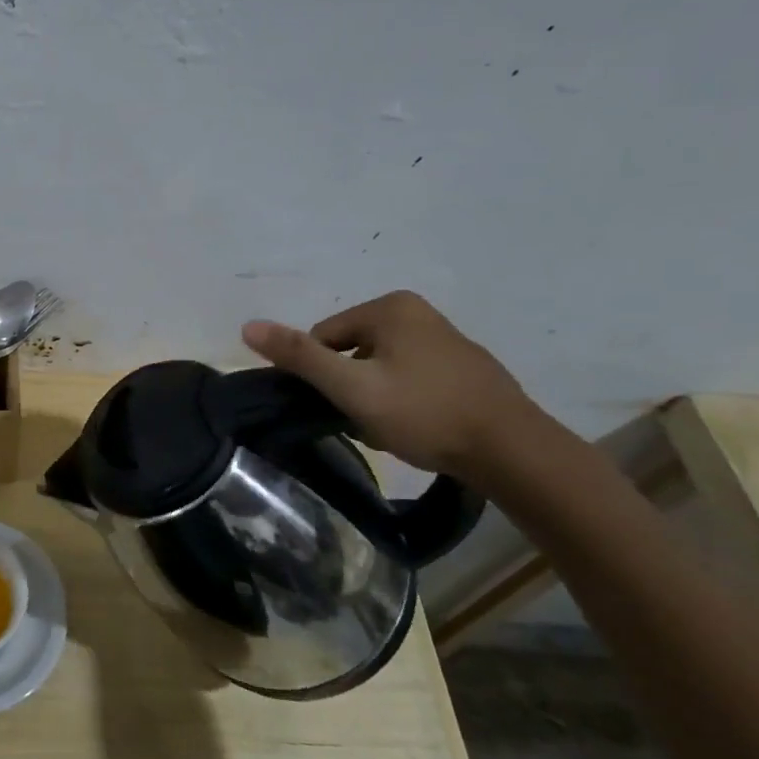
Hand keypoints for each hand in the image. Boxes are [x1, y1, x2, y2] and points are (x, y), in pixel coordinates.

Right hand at [242, 290, 542, 479]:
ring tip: (391, 428)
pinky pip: (410, 376)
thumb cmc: (424, 413)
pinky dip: (403, 399)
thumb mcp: (352, 388)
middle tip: (365, 421)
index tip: (342, 406)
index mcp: (390, 307)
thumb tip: (247, 326)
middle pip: (351, 349)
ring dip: (374, 395)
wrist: (511, 450)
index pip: (324, 336)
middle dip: (350, 385)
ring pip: (380, 366)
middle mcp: (417, 311)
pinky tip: (415, 426)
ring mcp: (445, 337)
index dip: (323, 376)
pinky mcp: (463, 365)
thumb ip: (300, 357)